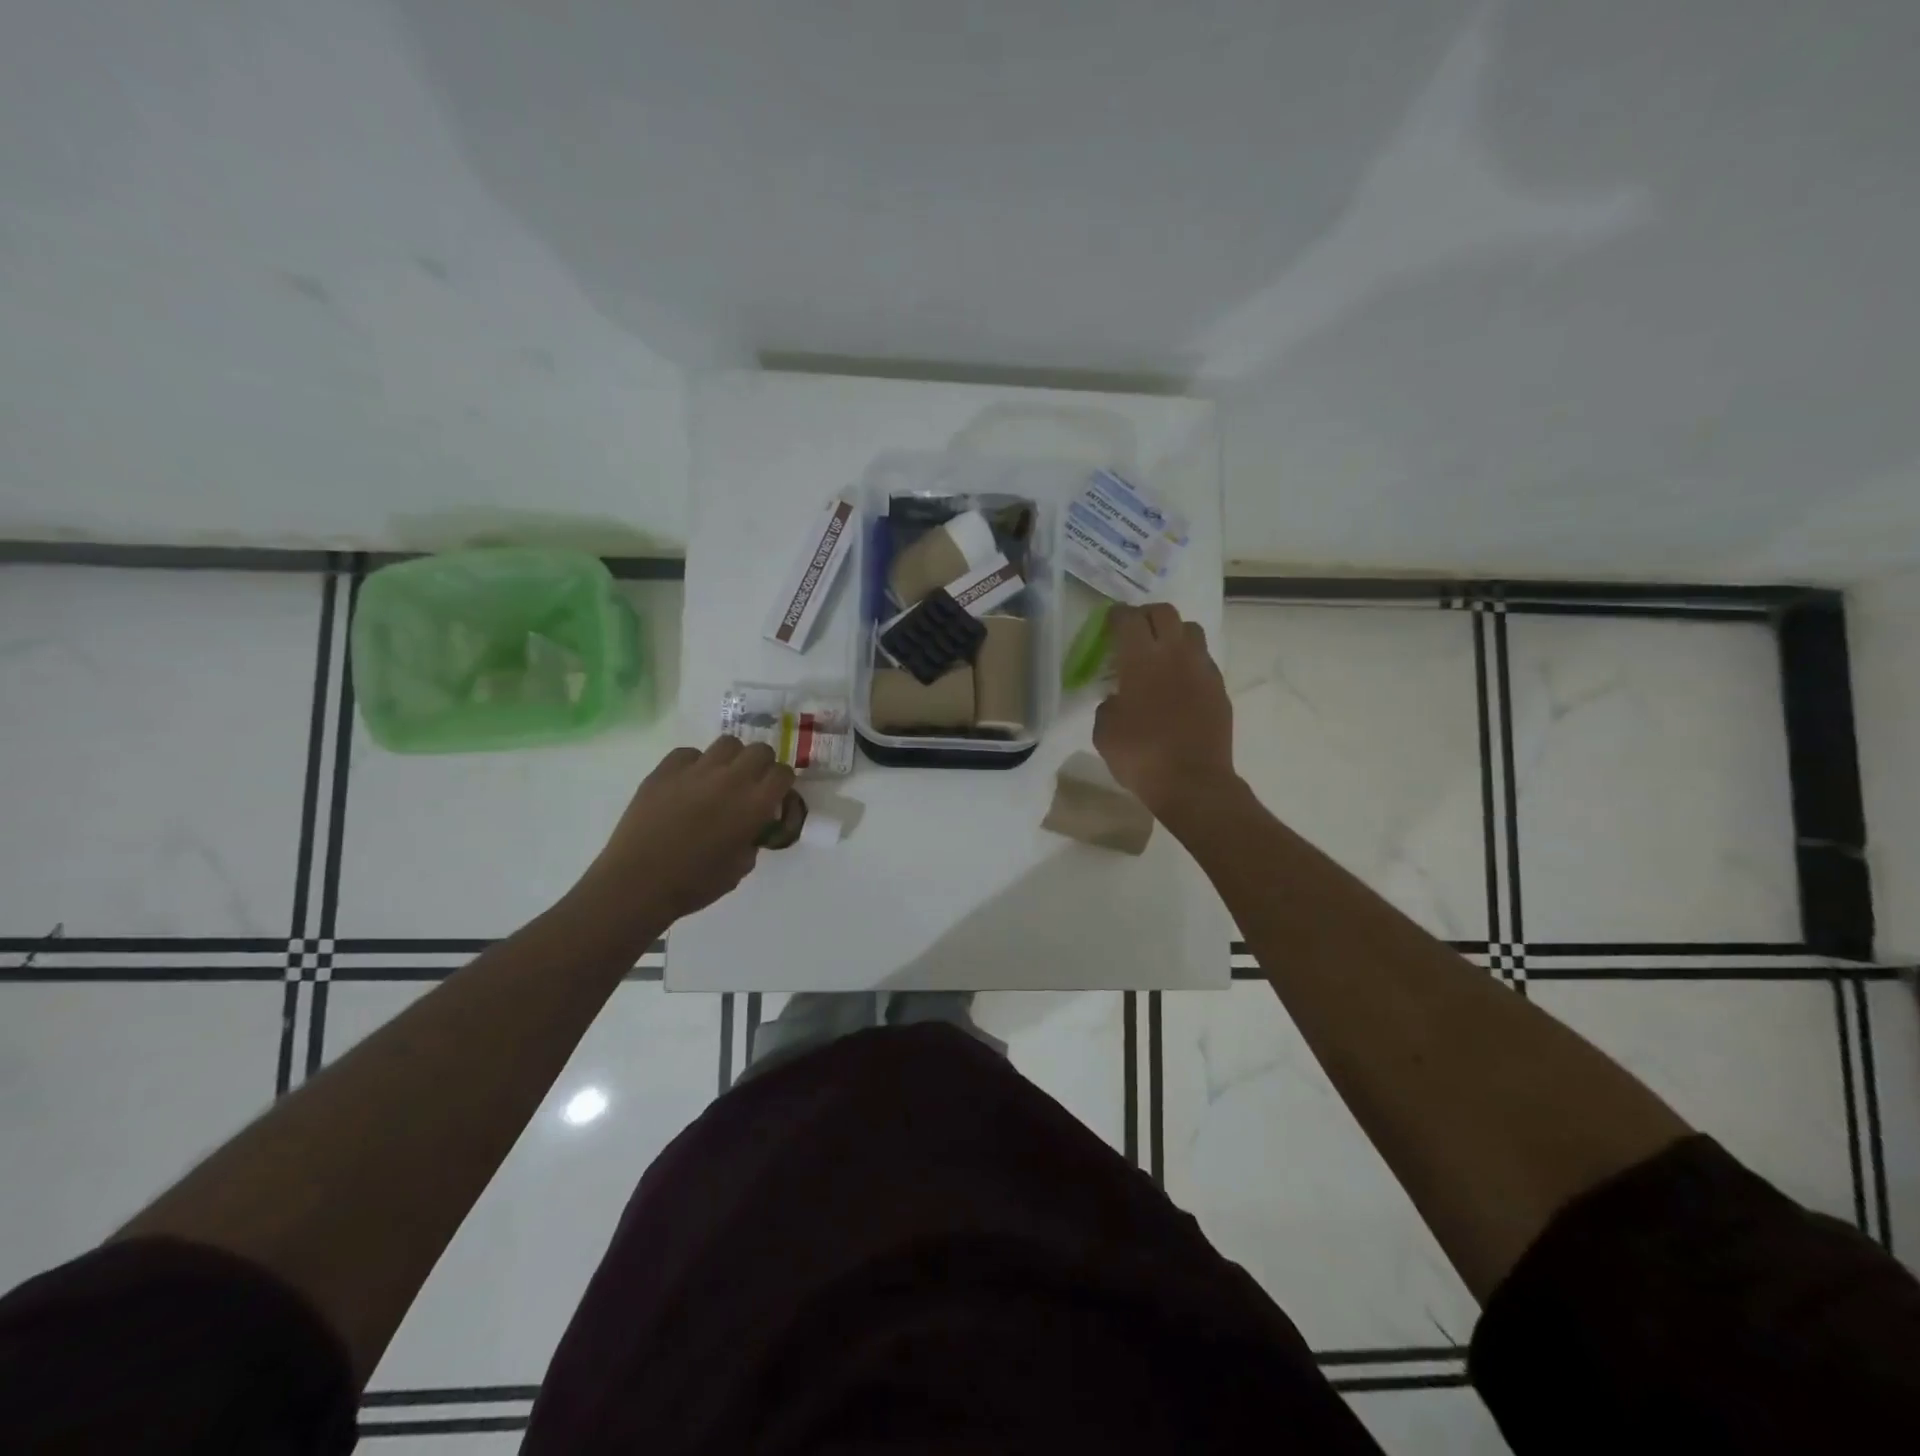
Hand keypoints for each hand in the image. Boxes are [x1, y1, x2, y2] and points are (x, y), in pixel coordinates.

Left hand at [576, 736, 794, 927]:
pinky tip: (687, 784)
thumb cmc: (694, 884)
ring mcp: (696, 770)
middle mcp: (731, 779)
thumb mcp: (740, 868)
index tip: (774, 795)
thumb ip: (752, 839)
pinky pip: (689, 754)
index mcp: (754, 804)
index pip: (783, 773)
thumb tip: (751, 827)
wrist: (637, 884)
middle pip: (760, 750)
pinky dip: (694, 764)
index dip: (782, 783)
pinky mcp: (665, 770)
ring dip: (731, 759)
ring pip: (727, 743)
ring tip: (720, 778)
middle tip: (751, 784)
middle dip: (761, 765)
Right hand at [1093, 604, 1239, 822]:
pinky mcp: (1219, 689)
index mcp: (1141, 659)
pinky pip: (1204, 660)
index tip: (1109, 621)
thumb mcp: (1104, 732)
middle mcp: (1175, 654)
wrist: (1193, 783)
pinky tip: (1178, 682)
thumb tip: (1118, 697)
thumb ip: (1108, 704)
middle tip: (1134, 631)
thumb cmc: (1141, 756)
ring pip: (1191, 630)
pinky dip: (1189, 661)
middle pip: (1165, 613)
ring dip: (1173, 633)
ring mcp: (1202, 670)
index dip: (1117, 615)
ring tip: (1161, 652)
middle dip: (1146, 615)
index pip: (1129, 619)